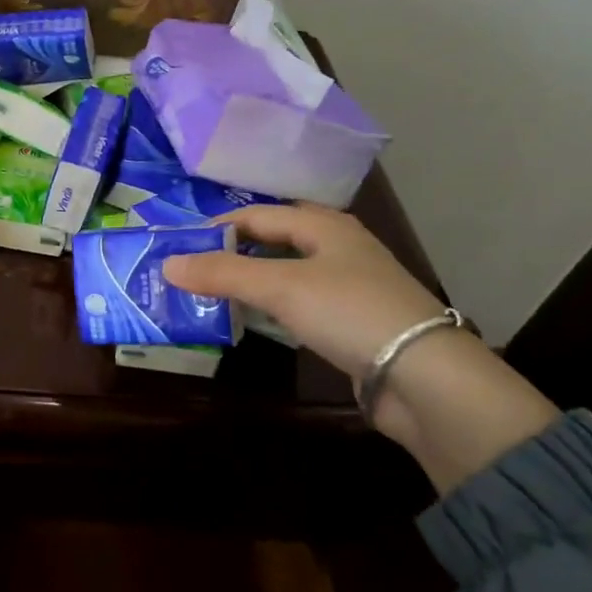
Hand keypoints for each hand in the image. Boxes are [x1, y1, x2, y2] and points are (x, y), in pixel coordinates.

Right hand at [163, 202, 446, 378]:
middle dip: (231, 253)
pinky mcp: (349, 322)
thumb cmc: (349, 312)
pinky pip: (297, 304)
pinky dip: (269, 308)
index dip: (217, 227)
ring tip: (208, 295)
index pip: (258, 215)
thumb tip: (167, 264)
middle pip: (272, 241)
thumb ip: (223, 273)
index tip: (179, 247)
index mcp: (324, 225)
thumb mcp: (281, 286)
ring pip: (285, 274)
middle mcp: (336, 248)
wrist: (424, 377)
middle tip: (190, 269)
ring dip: (249, 282)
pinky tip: (251, 320)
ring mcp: (346, 286)